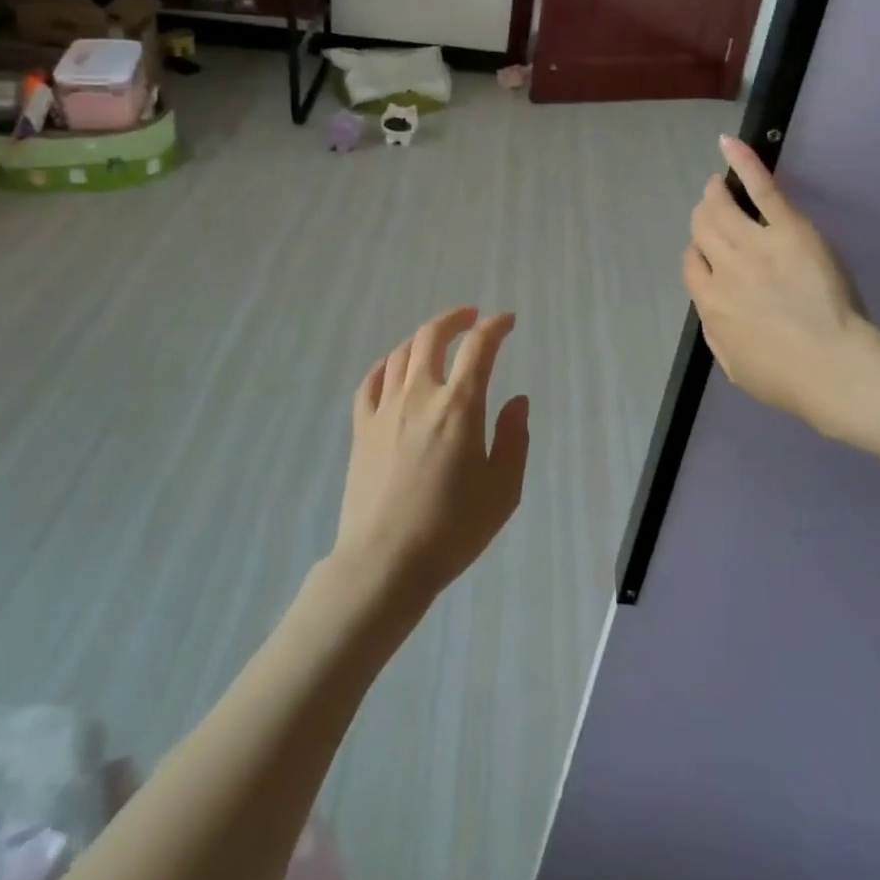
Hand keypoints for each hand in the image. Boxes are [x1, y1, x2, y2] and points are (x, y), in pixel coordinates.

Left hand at [332, 308, 529, 608]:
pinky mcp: (362, 428)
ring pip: (401, 354)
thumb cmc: (453, 528)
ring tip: (437, 340)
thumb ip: (514, 438)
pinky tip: (393, 369)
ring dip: (423, 338)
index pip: (479, 347)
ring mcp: (385, 409)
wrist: (385, 562)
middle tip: (471, 317)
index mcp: (459, 405)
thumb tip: (517, 401)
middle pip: (432, 336)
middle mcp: (420, 395)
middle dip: (454, 319)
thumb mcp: (503, 490)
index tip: (507, 321)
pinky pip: (370, 382)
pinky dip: (386, 365)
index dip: (496, 327)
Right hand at [684, 136, 875, 438]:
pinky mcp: (787, 229)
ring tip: (717, 183)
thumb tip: (711, 311)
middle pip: (702, 229)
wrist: (834, 370)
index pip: (692, 264)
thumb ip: (716, 335)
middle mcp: (723, 268)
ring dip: (715, 192)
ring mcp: (753, 244)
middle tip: (713, 210)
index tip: (712, 256)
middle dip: (703, 218)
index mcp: (710, 303)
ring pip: (720, 207)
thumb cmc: (788, 380)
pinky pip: (760, 189)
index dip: (699, 256)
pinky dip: (743, 162)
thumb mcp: (735, 369)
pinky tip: (728, 143)